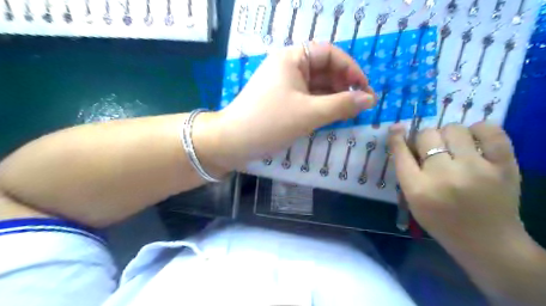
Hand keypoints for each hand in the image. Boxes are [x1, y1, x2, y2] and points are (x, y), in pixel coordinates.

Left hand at [205, 42, 375, 168]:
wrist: (233, 142)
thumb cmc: (270, 122)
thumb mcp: (310, 113)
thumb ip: (342, 105)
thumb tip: (370, 99)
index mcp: (292, 58)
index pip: (330, 54)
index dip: (351, 69)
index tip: (365, 90)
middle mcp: (288, 67)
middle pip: (324, 70)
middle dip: (344, 85)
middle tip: (360, 105)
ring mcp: (284, 85)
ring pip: (316, 86)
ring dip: (334, 97)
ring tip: (350, 113)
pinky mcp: (281, 101)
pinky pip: (307, 98)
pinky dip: (321, 106)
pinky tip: (332, 117)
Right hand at [390, 122, 521, 245]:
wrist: (487, 242)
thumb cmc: (441, 221)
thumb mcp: (413, 200)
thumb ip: (406, 171)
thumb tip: (400, 134)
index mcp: (418, 189)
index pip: (401, 152)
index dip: (396, 137)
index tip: (397, 128)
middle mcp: (443, 176)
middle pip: (427, 135)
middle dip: (426, 140)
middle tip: (434, 150)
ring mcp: (476, 169)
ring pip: (454, 129)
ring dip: (449, 135)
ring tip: (455, 147)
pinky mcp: (504, 166)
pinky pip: (490, 131)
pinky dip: (479, 130)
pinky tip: (475, 141)